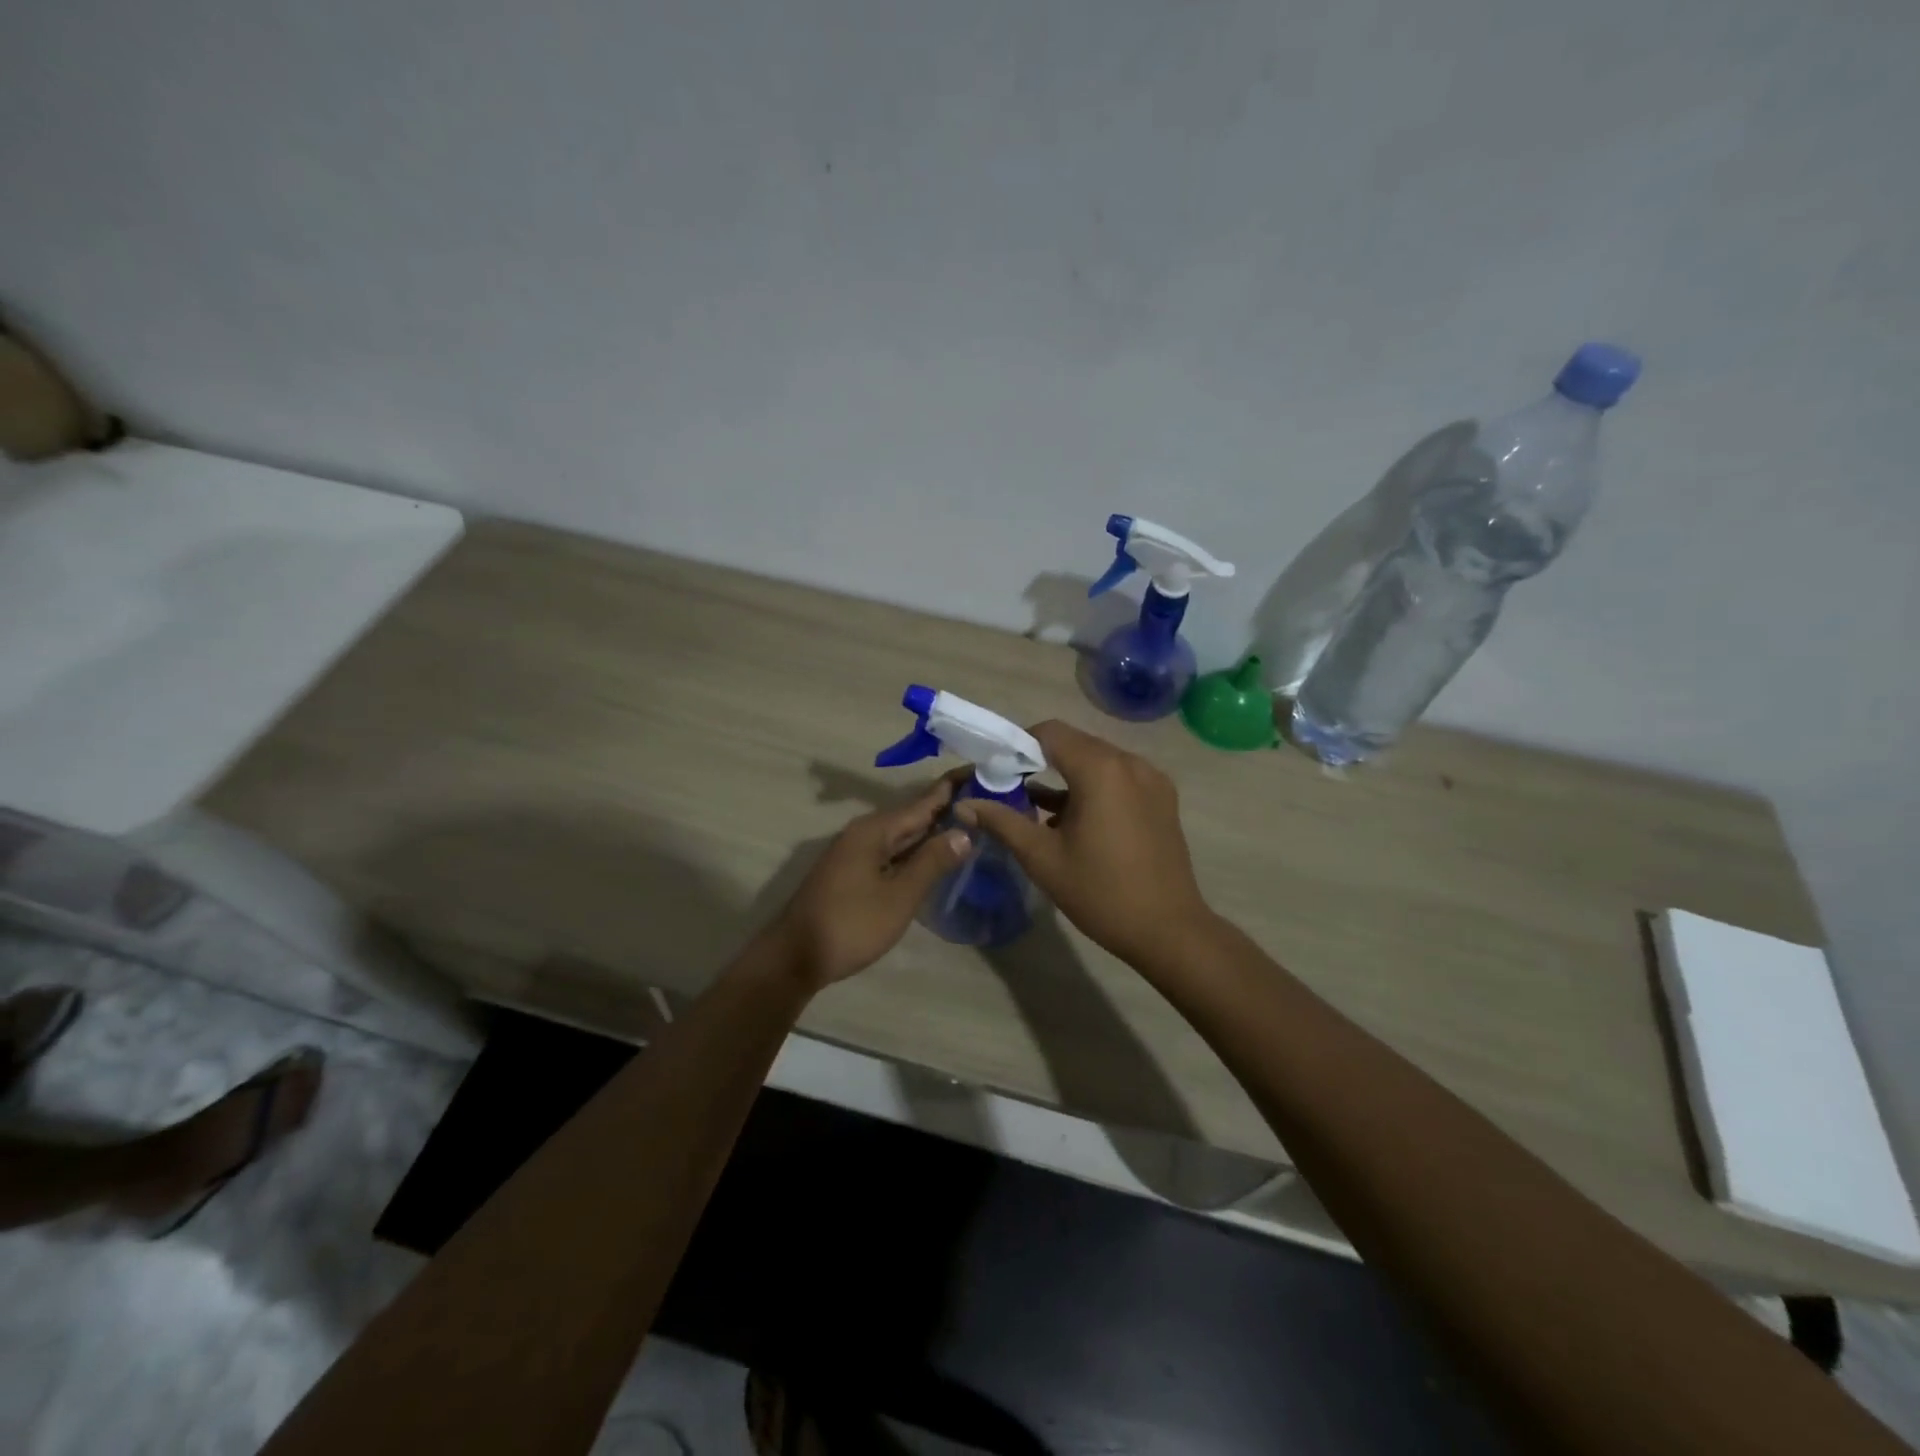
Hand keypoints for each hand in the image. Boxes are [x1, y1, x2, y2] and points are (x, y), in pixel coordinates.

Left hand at [769, 778, 970, 989]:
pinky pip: (892, 850)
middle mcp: (864, 832)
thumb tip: (964, 831)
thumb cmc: (851, 925)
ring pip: (902, 834)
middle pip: (912, 814)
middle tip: (985, 797)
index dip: (952, 787)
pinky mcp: (852, 872)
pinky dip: (916, 848)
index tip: (980, 769)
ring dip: (932, 829)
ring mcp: (855, 852)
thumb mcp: (899, 896)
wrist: (795, 957)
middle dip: (947, 806)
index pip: (923, 801)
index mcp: (875, 830)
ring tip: (969, 821)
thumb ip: (932, 862)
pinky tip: (934, 855)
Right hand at [956, 721, 1213, 968]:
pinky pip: (1119, 778)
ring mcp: (1152, 779)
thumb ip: (1001, 822)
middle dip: (1040, 760)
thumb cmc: (1100, 892)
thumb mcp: (1042, 857)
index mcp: (1100, 769)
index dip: (1018, 744)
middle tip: (1011, 790)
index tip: (997, 770)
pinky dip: (1093, 788)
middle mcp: (1130, 762)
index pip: (1050, 733)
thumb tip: (964, 804)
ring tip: (1039, 811)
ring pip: (1097, 761)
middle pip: (1075, 744)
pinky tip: (1075, 821)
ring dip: (1067, 776)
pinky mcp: (1163, 798)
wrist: (1168, 930)